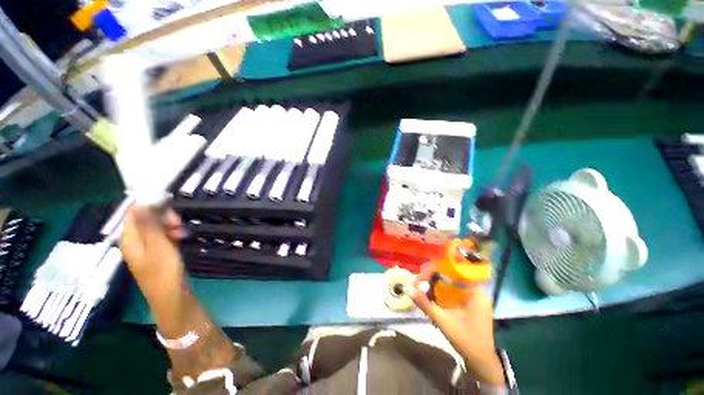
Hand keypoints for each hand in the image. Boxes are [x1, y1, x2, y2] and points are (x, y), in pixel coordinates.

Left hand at [120, 205, 185, 280]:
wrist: (172, 297)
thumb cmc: (163, 271)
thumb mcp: (157, 245)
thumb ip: (149, 224)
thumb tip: (141, 202)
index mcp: (129, 239)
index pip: (132, 213)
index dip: (148, 206)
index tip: (168, 205)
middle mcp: (135, 242)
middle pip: (145, 220)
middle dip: (162, 217)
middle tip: (178, 222)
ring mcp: (146, 249)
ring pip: (155, 229)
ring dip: (169, 226)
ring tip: (182, 232)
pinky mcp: (157, 254)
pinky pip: (161, 238)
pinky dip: (171, 235)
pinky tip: (181, 238)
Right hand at [407, 266, 504, 384]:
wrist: (481, 361)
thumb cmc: (466, 341)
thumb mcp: (443, 321)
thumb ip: (425, 303)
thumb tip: (407, 288)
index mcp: (475, 291)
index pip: (453, 269)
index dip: (435, 269)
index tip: (421, 277)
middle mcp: (477, 289)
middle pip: (452, 273)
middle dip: (433, 275)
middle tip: (419, 281)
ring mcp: (475, 295)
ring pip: (452, 280)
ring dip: (436, 281)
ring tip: (422, 286)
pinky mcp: (471, 301)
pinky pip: (454, 288)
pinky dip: (441, 289)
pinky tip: (432, 294)